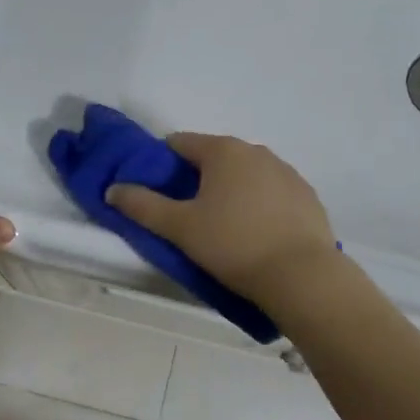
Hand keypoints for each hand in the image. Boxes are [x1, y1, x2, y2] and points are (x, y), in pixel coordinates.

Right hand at [106, 133, 336, 305]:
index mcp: (223, 150)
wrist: (301, 275)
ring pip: (246, 175)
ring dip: (231, 192)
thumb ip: (142, 206)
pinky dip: (259, 205)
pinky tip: (257, 234)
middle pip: (215, 158)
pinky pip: (272, 193)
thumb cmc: (233, 245)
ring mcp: (287, 172)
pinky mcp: (307, 196)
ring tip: (224, 228)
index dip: (162, 164)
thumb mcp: (180, 228)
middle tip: (188, 215)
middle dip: (198, 179)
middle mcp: (257, 151)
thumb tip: (113, 189)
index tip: (156, 192)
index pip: (180, 143)